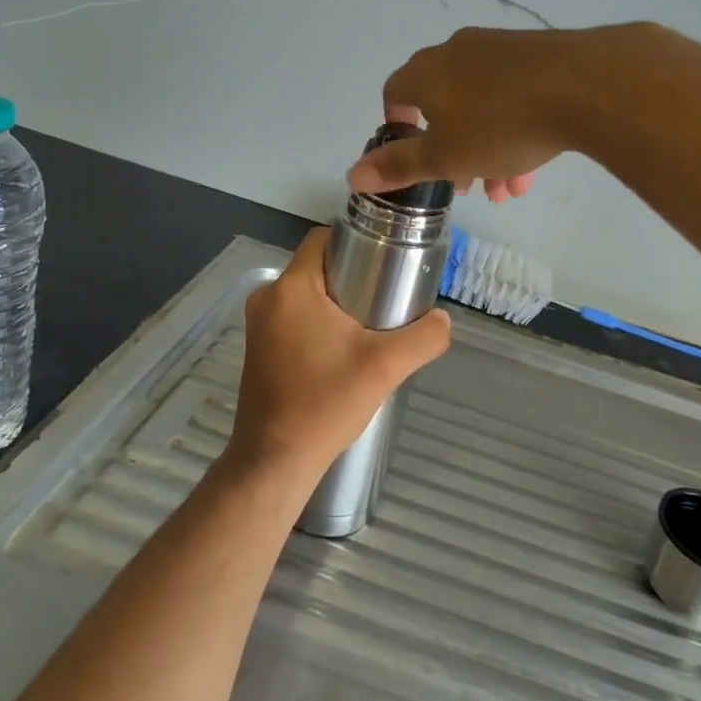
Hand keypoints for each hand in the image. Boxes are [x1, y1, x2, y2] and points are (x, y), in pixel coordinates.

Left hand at [225, 228, 450, 484]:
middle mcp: (267, 298)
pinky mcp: (259, 348)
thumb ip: (424, 337)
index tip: (386, 262)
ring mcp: (258, 325)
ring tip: (372, 324)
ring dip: (337, 301)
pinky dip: (319, 321)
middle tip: (387, 297)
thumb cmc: (324, 405)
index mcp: (291, 288)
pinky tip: (344, 349)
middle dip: (353, 274)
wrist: (274, 461)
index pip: (323, 239)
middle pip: (317, 266)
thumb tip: (442, 319)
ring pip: (307, 293)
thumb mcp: (385, 368)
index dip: (357, 242)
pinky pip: (294, 317)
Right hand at [347, 26, 624, 201]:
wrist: (584, 85)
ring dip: (488, 150)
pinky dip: (515, 130)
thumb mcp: (445, 157)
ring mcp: (501, 50)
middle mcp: (459, 52)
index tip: (413, 153)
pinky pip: (514, 97)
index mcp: (427, 72)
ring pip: (483, 106)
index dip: (398, 126)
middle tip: (468, 185)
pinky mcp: (539, 55)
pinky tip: (532, 169)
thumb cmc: (499, 124)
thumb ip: (399, 166)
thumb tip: (352, 175)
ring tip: (507, 189)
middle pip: (444, 105)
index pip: (395, 93)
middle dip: (454, 151)